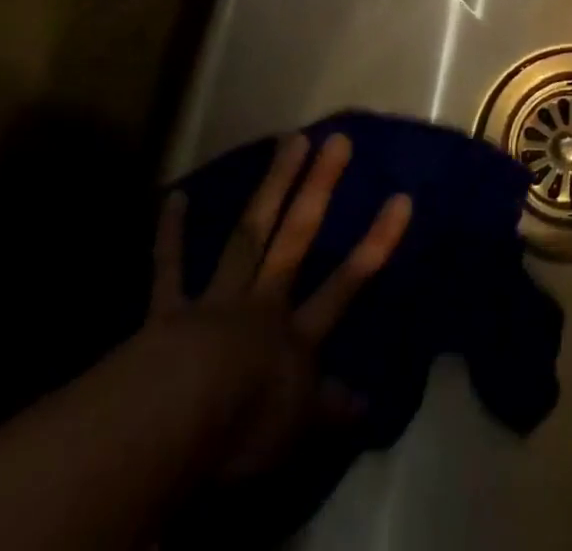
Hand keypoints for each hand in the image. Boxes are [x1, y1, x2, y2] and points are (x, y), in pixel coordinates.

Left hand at [142, 133, 411, 481]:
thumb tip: (371, 405)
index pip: (348, 283)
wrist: (171, 422)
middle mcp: (263, 303)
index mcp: (296, 335)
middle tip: (338, 140)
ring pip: (249, 234)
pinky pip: (170, 269)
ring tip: (289, 141)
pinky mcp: (168, 312)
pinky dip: (172, 235)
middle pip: (297, 236)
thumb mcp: (299, 430)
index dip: (376, 243)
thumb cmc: (243, 428)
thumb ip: (333, 412)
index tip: (402, 198)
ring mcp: (217, 301)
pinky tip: (176, 196)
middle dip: (319, 188)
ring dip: (271, 187)